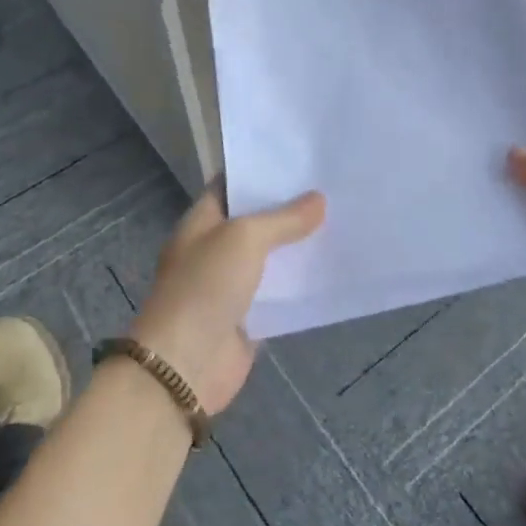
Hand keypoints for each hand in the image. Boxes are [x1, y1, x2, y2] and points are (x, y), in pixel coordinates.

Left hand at [129, 183, 324, 415]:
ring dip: (298, 245)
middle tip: (331, 186)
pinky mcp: (249, 317)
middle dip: (289, 208)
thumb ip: (283, 218)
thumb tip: (319, 199)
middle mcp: (215, 249)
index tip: (300, 160)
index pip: (231, 185)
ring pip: (271, 257)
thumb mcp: (244, 238)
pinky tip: (332, 267)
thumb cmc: (205, 287)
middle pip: (255, 221)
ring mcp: (231, 285)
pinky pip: (280, 293)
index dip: (260, 172)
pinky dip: (301, 283)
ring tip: (341, 220)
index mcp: (201, 222)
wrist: (185, 366)